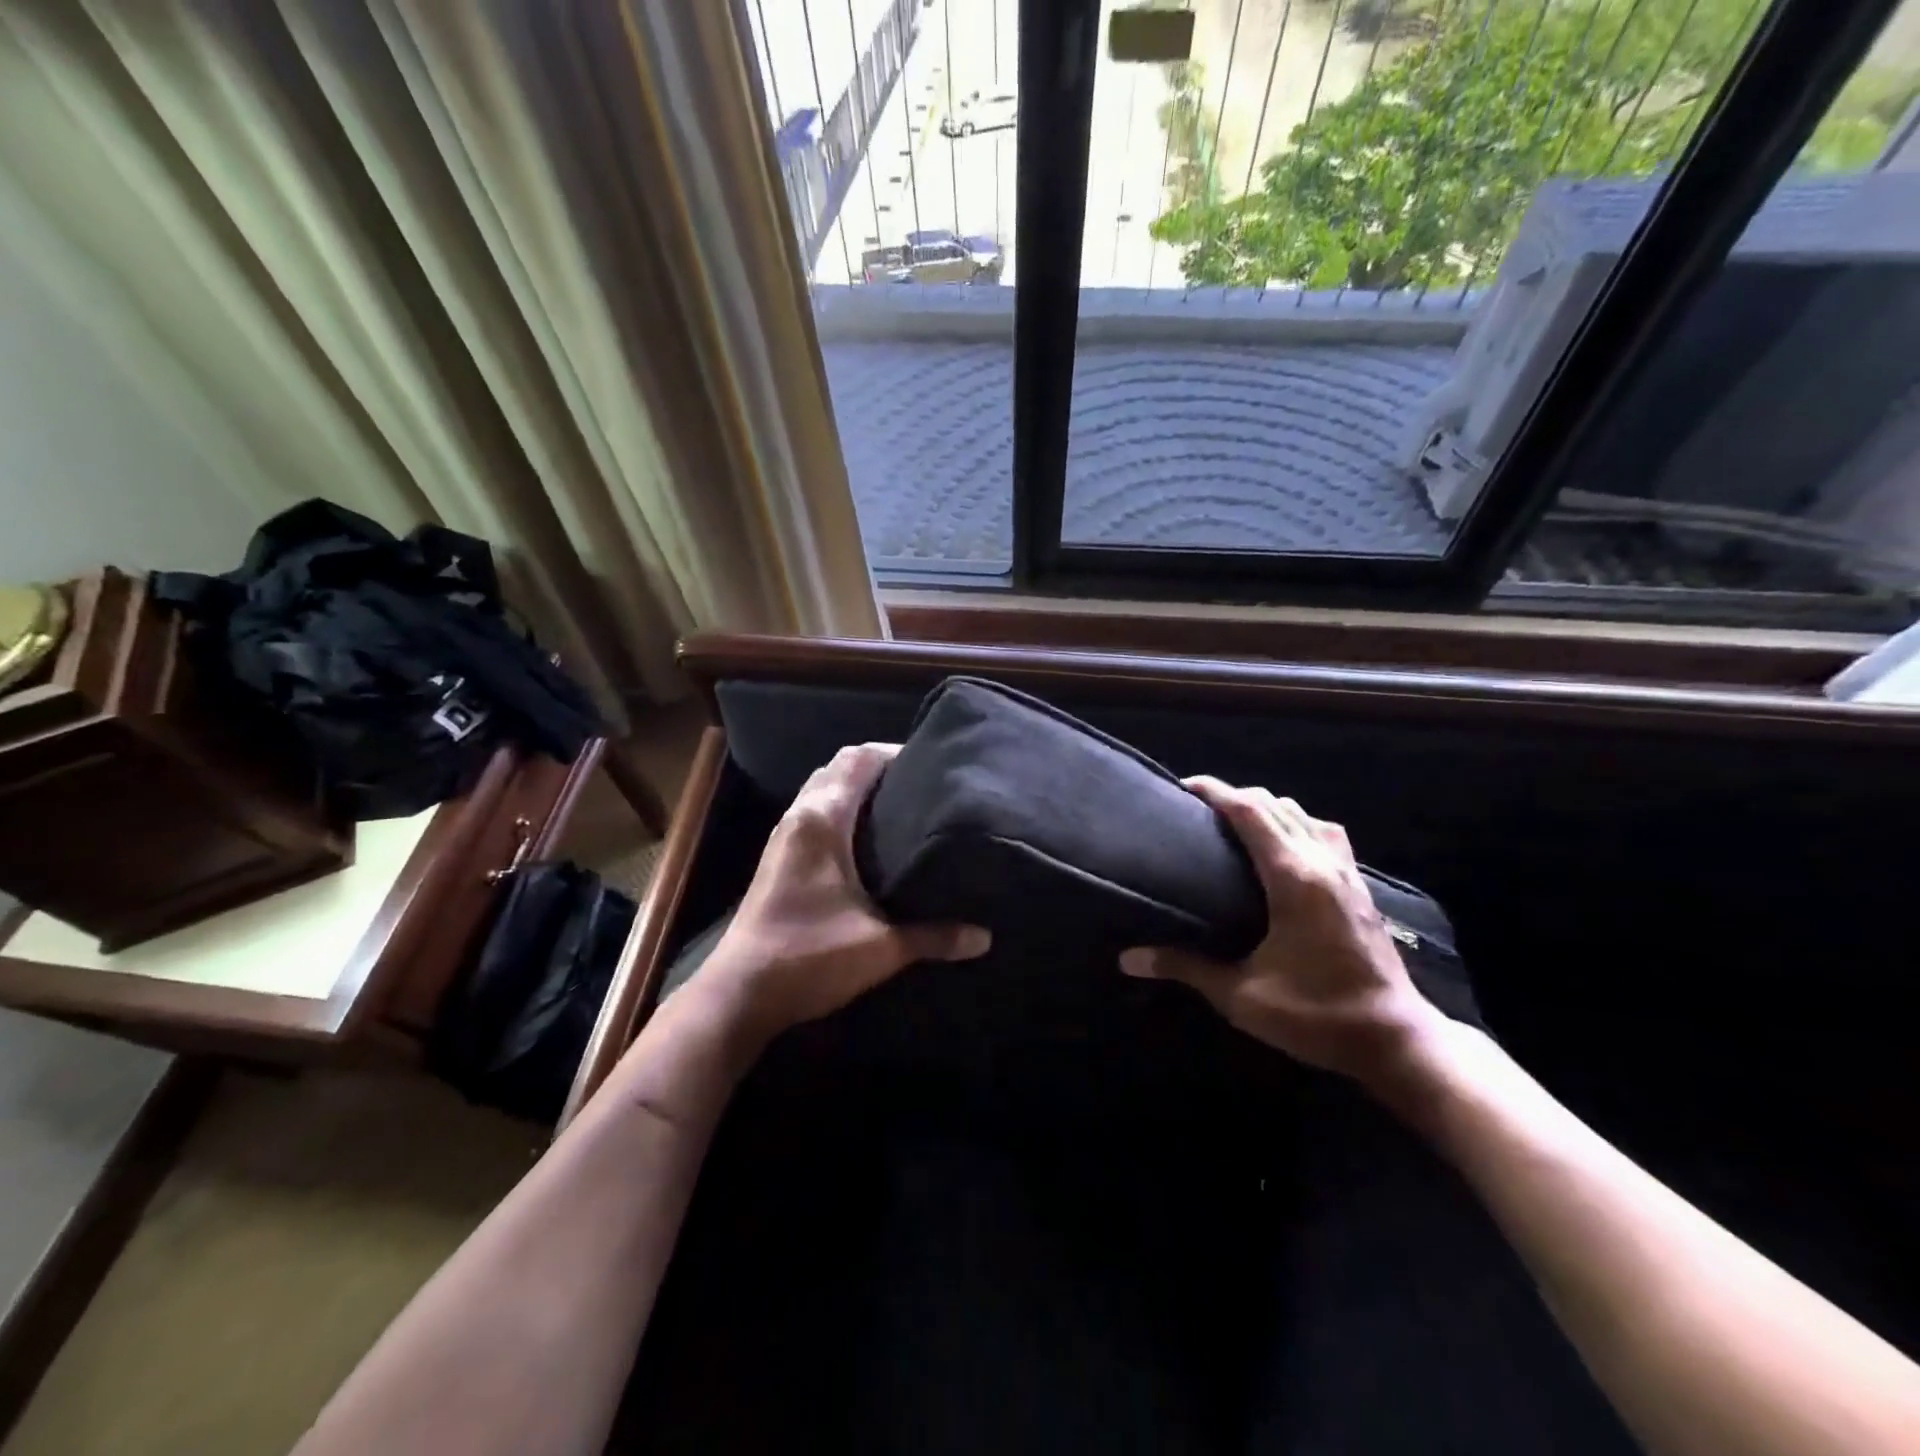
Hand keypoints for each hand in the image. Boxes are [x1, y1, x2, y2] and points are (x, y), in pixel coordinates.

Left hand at [704, 743, 990, 1040]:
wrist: (740, 995)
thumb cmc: (809, 958)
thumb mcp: (882, 948)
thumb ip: (935, 937)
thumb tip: (985, 936)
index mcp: (822, 820)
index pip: (859, 760)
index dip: (895, 752)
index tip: (933, 762)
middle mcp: (800, 816)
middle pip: (839, 767)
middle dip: (879, 767)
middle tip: (923, 783)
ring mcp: (784, 836)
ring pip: (822, 788)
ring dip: (856, 787)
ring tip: (901, 805)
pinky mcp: (778, 857)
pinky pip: (813, 811)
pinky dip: (841, 808)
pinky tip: (867, 837)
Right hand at [1118, 777, 1442, 1084]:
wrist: (1395, 1040)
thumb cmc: (1315, 1015)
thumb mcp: (1241, 995)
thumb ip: (1185, 967)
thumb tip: (1128, 958)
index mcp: (1293, 878)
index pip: (1250, 812)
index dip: (1216, 791)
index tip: (1183, 788)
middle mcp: (1322, 863)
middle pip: (1274, 804)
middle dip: (1234, 796)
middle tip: (1197, 810)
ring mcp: (1347, 872)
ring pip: (1303, 814)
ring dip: (1266, 808)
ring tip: (1234, 824)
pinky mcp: (1360, 887)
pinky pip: (1324, 833)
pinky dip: (1296, 823)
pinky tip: (1283, 847)